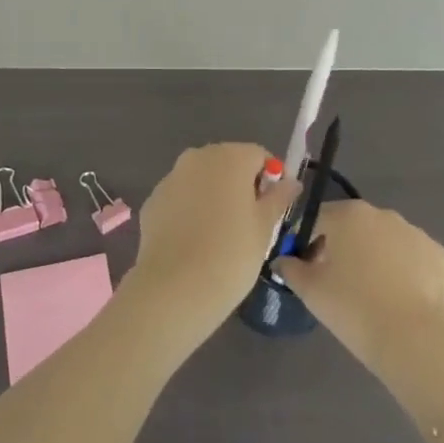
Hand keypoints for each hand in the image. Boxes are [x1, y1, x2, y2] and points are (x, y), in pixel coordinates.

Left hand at [127, 143, 298, 337]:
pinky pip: (181, 198)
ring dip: (214, 196)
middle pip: (228, 162)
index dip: (271, 179)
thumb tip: (290, 182)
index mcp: (229, 157)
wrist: (176, 286)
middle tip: (250, 223)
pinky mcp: (153, 200)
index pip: (259, 155)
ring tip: (221, 235)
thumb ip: (279, 198)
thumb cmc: (232, 254)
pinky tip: (195, 242)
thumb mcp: (265, 227)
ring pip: (201, 180)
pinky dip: (190, 211)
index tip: (273, 207)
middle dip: (241, 185)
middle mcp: (197, 157)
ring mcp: (171, 177)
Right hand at [271, 200, 443, 402]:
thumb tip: (282, 261)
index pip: (318, 219)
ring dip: (376, 258)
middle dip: (344, 248)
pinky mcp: (440, 256)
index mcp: (348, 215)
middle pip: (353, 226)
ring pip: (386, 241)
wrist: (414, 343)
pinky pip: (414, 259)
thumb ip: (290, 268)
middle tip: (339, 284)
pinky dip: (406, 272)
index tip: (309, 269)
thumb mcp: (310, 290)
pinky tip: (401, 300)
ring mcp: (415, 233)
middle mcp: (383, 214)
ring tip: (373, 295)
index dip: (308, 242)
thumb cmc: (353, 309)